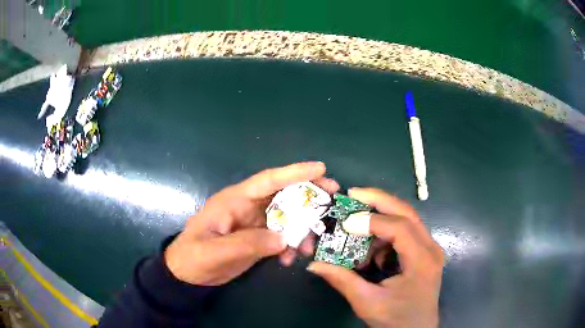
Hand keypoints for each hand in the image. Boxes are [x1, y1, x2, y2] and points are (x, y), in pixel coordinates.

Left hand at [164, 162, 338, 285]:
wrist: (187, 274)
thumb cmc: (194, 258)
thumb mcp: (215, 252)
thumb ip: (248, 243)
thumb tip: (283, 239)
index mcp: (234, 200)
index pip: (267, 180)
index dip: (294, 172)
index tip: (320, 169)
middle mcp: (247, 206)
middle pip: (283, 194)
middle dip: (309, 194)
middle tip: (333, 196)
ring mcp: (253, 222)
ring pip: (286, 216)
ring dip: (301, 228)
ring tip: (309, 247)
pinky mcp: (256, 237)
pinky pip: (281, 235)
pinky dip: (289, 244)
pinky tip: (289, 258)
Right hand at [307, 188, 443, 327]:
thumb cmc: (396, 320)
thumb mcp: (367, 303)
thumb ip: (342, 280)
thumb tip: (314, 264)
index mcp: (421, 261)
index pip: (400, 228)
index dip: (371, 221)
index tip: (345, 222)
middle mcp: (431, 248)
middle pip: (407, 212)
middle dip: (379, 200)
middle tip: (353, 193)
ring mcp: (430, 249)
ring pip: (407, 219)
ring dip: (382, 217)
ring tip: (358, 224)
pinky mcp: (424, 253)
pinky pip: (406, 233)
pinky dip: (387, 234)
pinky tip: (372, 248)